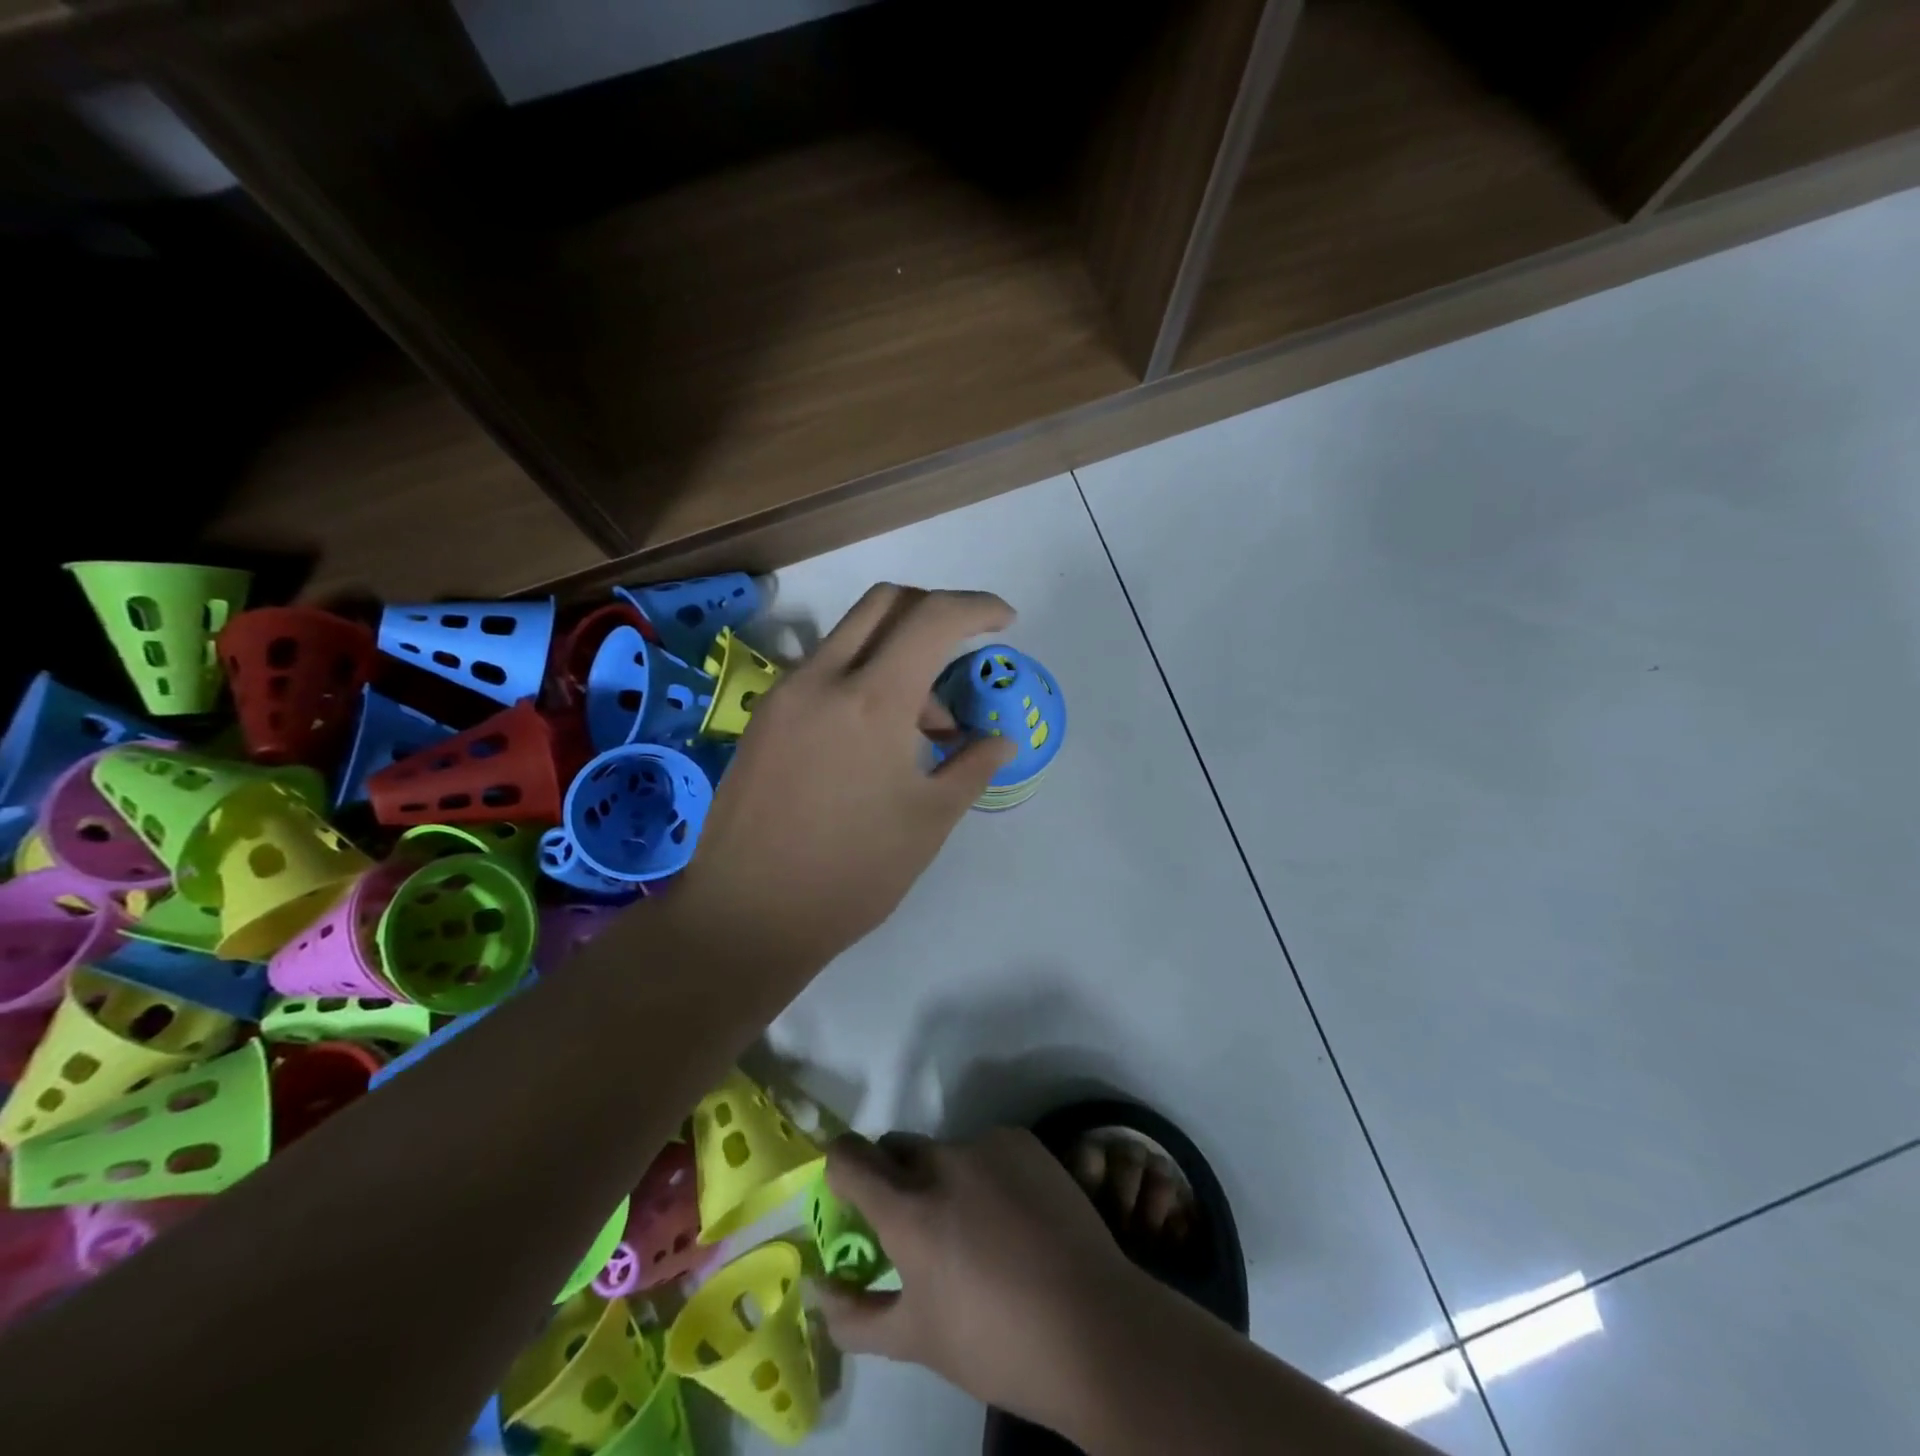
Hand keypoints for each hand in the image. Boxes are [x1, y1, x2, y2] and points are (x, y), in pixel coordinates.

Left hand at [676, 585, 1017, 976]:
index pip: (932, 617)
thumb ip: (972, 767)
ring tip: (926, 728)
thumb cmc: (851, 874)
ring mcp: (785, 695)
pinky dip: (862, 680)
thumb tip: (1000, 740)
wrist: (746, 916)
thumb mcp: (928, 822)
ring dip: (898, 655)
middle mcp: (822, 678)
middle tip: (962, 651)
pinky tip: (876, 739)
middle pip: (885, 603)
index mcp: (871, 700)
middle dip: (933, 611)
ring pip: (851, 637)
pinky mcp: (764, 718)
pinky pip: (823, 673)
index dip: (977, 607)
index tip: (1005, 621)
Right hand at [816, 1131, 1155, 1434]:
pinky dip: (984, 1174)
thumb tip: (817, 1286)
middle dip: (892, 1177)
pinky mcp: (1023, 1141)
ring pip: (944, 1151)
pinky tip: (1013, 1217)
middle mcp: (943, 1162)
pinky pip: (985, 1149)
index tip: (846, 1191)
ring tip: (978, 1230)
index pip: (849, 1156)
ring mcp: (987, 1145)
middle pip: (896, 1149)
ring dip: (942, 1180)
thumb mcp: (916, 1340)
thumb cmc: (996, 1343)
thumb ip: (855, 1314)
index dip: (838, 1167)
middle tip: (915, 1226)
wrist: (1094, 1325)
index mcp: (909, 1210)